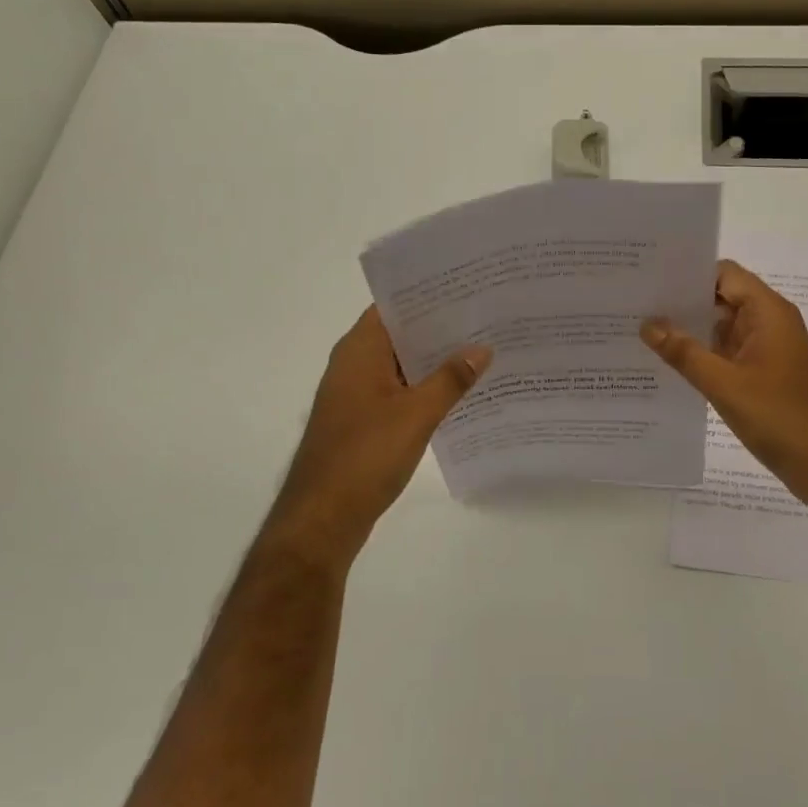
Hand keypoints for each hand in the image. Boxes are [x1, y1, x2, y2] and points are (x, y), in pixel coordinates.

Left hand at [268, 307, 491, 566]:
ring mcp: (355, 394)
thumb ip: (451, 379)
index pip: (394, 305)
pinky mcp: (362, 420)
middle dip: (439, 327)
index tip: (467, 288)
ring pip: (401, 364)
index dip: (428, 294)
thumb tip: (482, 347)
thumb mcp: (417, 414)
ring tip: (481, 349)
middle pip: (400, 334)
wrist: (323, 518)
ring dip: (433, 359)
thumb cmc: (365, 456)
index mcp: (359, 350)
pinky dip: (424, 387)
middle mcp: (354, 364)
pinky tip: (458, 392)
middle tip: (485, 317)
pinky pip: (398, 391)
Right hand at [642, 260, 807, 516]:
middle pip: (722, 298)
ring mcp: (770, 350)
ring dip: (691, 330)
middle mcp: (771, 323)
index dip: (688, 273)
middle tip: (636, 305)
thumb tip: (648, 323)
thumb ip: (684, 352)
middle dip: (683, 302)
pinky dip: (704, 355)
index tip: (650, 279)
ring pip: (724, 327)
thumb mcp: (725, 385)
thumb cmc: (782, 418)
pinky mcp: (767, 375)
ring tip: (644, 332)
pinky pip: (730, 353)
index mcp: (768, 313)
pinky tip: (671, 365)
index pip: (724, 274)